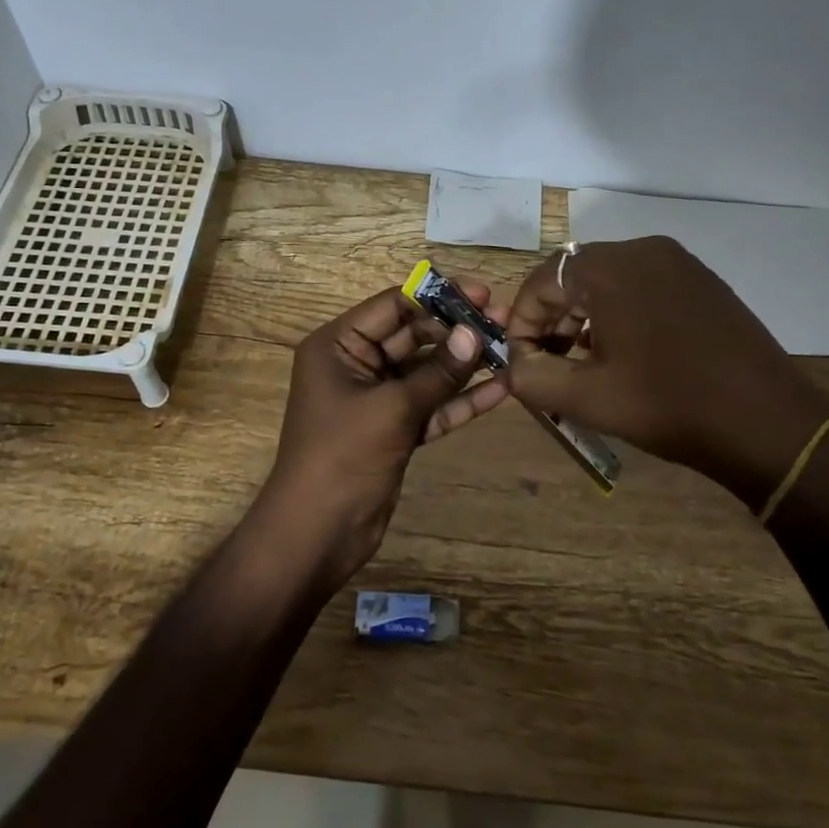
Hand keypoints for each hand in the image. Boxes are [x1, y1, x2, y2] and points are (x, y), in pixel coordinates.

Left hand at [257, 282, 509, 589]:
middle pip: (413, 335)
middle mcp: (356, 365)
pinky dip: (461, 400)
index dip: (438, 297)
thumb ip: (437, 372)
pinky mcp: (395, 429)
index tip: (483, 293)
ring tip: (511, 347)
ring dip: (465, 364)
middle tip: (506, 320)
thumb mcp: (391, 409)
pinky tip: (501, 390)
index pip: (393, 306)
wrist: (317, 534)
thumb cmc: (342, 457)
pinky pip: (432, 405)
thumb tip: (475, 334)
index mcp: (338, 346)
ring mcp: (377, 399)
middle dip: (457, 330)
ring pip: (426, 371)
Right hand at [504, 237, 828, 500]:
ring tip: (584, 362)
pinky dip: (620, 313)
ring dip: (585, 317)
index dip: (523, 322)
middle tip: (550, 364)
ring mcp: (679, 263)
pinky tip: (626, 353)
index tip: (523, 362)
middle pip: (575, 276)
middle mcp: (643, 249)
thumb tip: (514, 365)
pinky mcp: (702, 281)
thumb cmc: (668, 405)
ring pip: (609, 281)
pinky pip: (642, 286)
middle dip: (553, 319)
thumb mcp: (586, 398)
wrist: (767, 423)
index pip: (542, 280)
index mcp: (610, 268)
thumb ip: (531, 378)